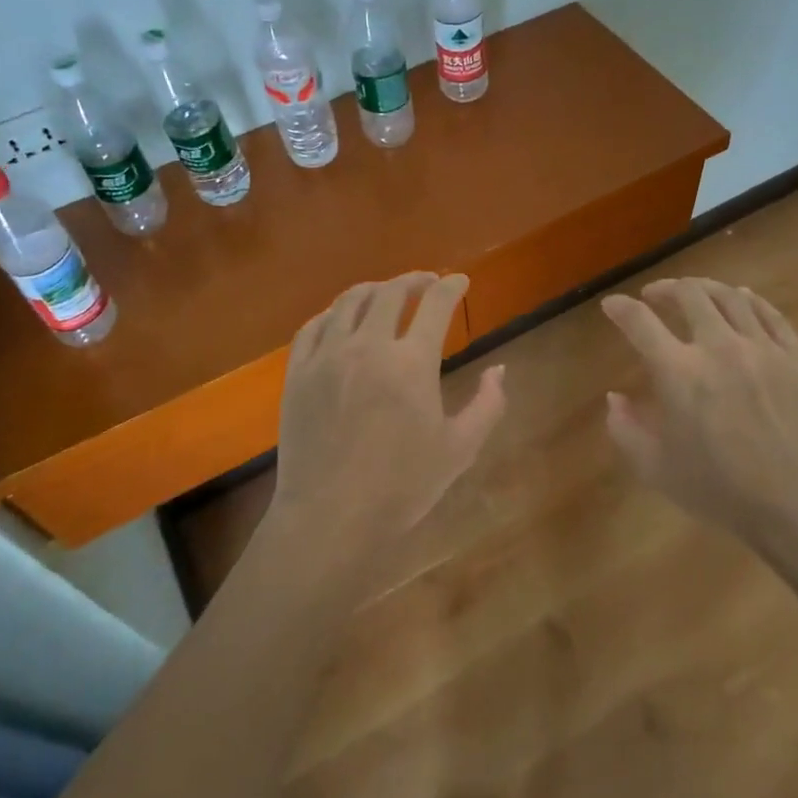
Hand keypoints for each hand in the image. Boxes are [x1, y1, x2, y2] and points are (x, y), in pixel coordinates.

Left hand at [269, 273, 506, 551]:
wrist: (331, 517)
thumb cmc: (402, 486)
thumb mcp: (460, 449)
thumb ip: (487, 405)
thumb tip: (500, 370)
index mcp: (411, 362)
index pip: (436, 304)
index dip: (452, 286)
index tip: (460, 281)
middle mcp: (367, 346)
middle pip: (391, 292)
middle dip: (414, 280)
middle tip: (426, 282)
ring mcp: (327, 357)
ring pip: (348, 301)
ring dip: (373, 289)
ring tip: (385, 293)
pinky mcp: (298, 373)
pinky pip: (313, 327)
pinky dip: (332, 314)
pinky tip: (340, 319)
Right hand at [600, 277, 797, 542]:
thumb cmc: (722, 491)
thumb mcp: (656, 469)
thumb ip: (626, 429)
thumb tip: (614, 398)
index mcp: (679, 372)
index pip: (640, 323)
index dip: (620, 308)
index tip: (612, 304)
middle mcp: (718, 347)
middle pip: (689, 295)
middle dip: (665, 288)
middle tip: (655, 295)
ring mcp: (762, 348)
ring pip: (731, 297)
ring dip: (706, 287)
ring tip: (695, 291)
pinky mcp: (796, 358)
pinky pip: (772, 315)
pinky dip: (752, 300)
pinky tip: (744, 298)